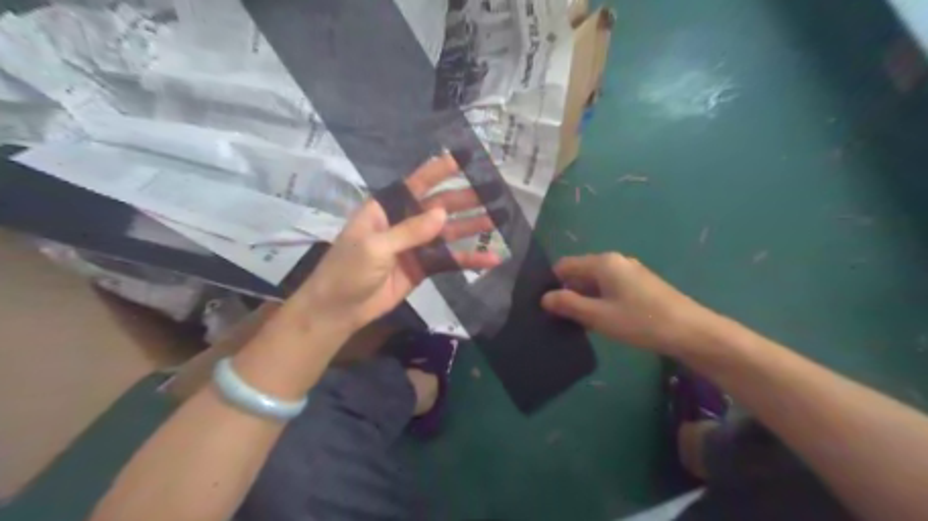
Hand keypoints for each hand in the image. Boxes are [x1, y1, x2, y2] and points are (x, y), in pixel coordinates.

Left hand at [292, 152, 504, 335]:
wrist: (340, 310)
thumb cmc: (347, 270)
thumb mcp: (375, 247)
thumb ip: (409, 231)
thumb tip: (442, 213)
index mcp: (386, 210)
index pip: (416, 185)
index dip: (438, 171)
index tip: (463, 158)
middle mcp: (404, 223)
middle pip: (438, 207)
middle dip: (465, 199)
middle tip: (493, 192)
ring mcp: (415, 246)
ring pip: (448, 232)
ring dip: (472, 226)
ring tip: (499, 219)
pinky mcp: (423, 268)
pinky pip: (449, 261)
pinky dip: (469, 260)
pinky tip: (490, 259)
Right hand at [542, 252, 712, 354]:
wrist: (691, 331)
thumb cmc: (640, 321)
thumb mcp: (598, 316)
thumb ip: (569, 305)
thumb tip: (545, 298)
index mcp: (603, 262)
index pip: (565, 265)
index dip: (552, 283)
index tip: (545, 306)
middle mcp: (615, 261)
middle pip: (580, 272)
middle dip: (568, 292)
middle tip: (559, 318)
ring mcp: (630, 272)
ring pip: (595, 282)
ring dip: (584, 299)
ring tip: (576, 323)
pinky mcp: (640, 285)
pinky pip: (610, 288)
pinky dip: (600, 301)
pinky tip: (601, 321)